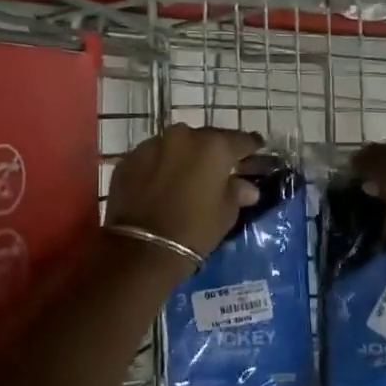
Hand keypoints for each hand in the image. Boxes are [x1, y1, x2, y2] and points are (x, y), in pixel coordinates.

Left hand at [107, 124, 263, 262]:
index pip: (240, 140)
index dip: (250, 146)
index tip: (257, 149)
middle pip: (206, 139)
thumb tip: (248, 187)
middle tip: (219, 167)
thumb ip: (237, 192)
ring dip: (184, 156)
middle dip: (214, 151)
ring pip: (176, 145)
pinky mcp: (129, 159)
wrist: (141, 250)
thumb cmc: (194, 230)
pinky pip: (152, 158)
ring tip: (187, 175)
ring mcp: (152, 145)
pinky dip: (159, 166)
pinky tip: (161, 184)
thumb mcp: (225, 214)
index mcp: (214, 146)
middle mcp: (183, 136)